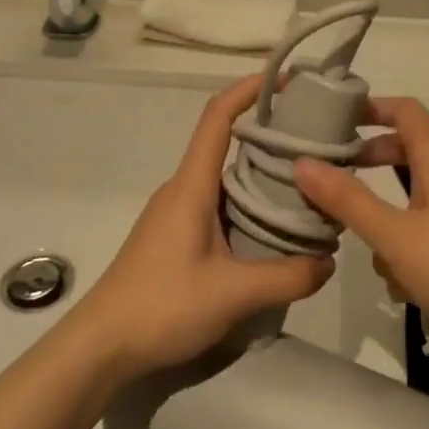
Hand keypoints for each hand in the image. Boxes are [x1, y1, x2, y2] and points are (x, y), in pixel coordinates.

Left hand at [69, 75, 333, 381]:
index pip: (217, 117)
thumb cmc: (161, 306)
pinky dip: (249, 204)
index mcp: (192, 185)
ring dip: (262, 175)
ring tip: (307, 187)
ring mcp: (176, 213)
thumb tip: (329, 261)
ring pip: (225, 179)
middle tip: (317, 143)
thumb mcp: (233, 294)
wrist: (100, 347)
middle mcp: (183, 189)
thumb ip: (287, 276)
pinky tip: (273, 232)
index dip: (249, 89)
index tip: (288, 81)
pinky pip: (218, 205)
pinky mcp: (175, 237)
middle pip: (227, 144)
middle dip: (270, 135)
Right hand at [292, 98, 428, 354]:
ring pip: (413, 201)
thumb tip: (302, 162)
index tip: (333, 118)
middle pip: (405, 152)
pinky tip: (408, 288)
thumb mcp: (394, 236)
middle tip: (332, 179)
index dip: (370, 107)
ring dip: (390, 224)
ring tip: (376, 257)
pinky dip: (412, 250)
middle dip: (369, 166)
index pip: (404, 110)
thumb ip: (347, 199)